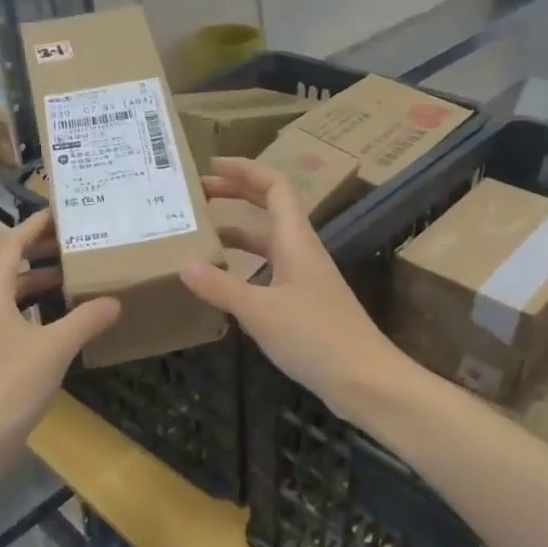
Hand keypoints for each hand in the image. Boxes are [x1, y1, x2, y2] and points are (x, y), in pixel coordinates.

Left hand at [0, 210, 120, 469]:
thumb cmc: (10, 385)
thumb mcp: (55, 348)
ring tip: (65, 276)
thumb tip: (115, 301)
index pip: (10, 245)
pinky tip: (53, 318)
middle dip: (23, 248)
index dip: (34, 227)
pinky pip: (1, 313)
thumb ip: (86, 320)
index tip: (60, 213)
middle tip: (58, 245)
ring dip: (26, 278)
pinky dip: (25, 305)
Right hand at [181, 157, 409, 415]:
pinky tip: (221, 282)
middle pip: (268, 209)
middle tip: (196, 196)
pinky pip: (268, 271)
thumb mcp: (259, 310)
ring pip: (266, 242)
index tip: (209, 166)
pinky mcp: (303, 304)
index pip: (273, 186)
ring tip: (198, 236)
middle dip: (234, 196)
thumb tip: (183, 263)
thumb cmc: (315, 336)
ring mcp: (304, 278)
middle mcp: (301, 251)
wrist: (364, 379)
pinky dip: (243, 266)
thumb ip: (220, 286)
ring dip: (235, 233)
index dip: (244, 170)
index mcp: (295, 240)